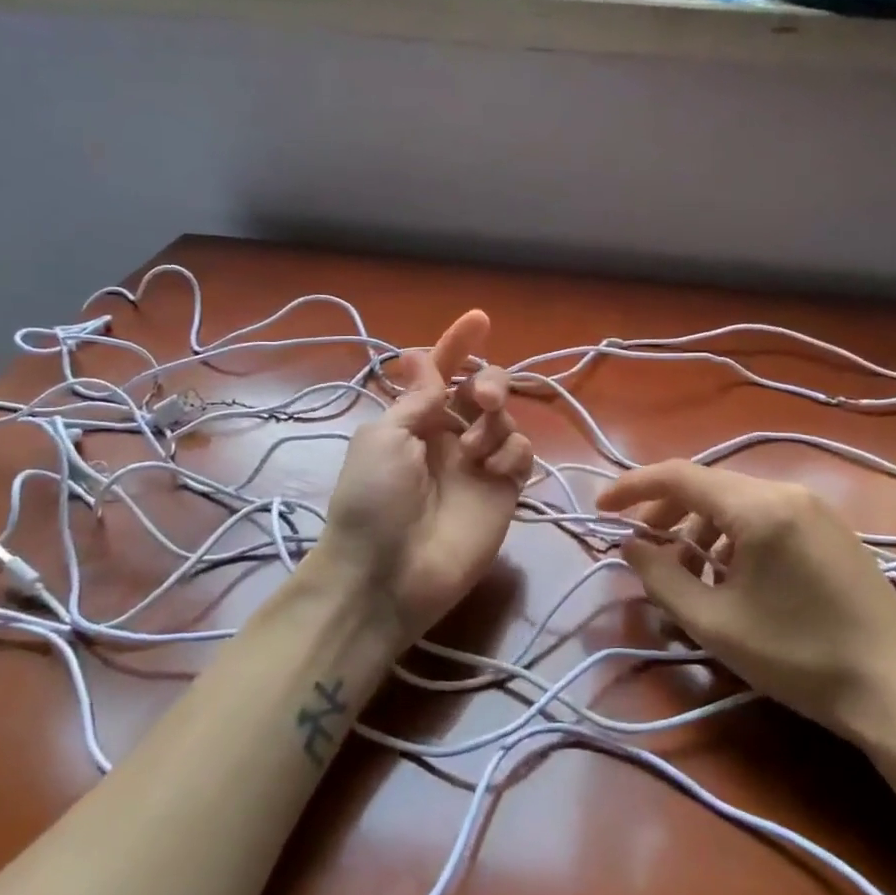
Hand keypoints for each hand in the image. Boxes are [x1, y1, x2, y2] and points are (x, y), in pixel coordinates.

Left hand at [318, 310, 533, 648]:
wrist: (387, 575)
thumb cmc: (373, 500)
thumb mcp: (383, 437)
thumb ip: (418, 398)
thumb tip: (425, 358)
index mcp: (414, 420)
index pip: (441, 372)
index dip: (458, 345)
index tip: (479, 319)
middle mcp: (449, 436)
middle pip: (482, 390)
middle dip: (489, 382)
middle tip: (481, 398)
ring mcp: (478, 464)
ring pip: (506, 418)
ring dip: (495, 421)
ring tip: (475, 451)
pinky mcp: (504, 491)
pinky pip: (522, 453)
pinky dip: (512, 452)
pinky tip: (493, 470)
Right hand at [599, 461, 895, 742]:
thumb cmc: (799, 657)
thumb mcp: (715, 623)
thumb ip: (661, 577)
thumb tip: (630, 546)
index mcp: (758, 508)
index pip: (680, 476)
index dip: (633, 487)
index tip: (600, 508)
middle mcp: (787, 492)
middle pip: (708, 485)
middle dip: (666, 511)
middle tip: (641, 547)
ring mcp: (814, 508)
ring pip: (737, 500)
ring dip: (700, 526)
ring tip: (687, 571)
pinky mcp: (830, 528)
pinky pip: (765, 515)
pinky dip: (733, 534)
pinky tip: (732, 575)